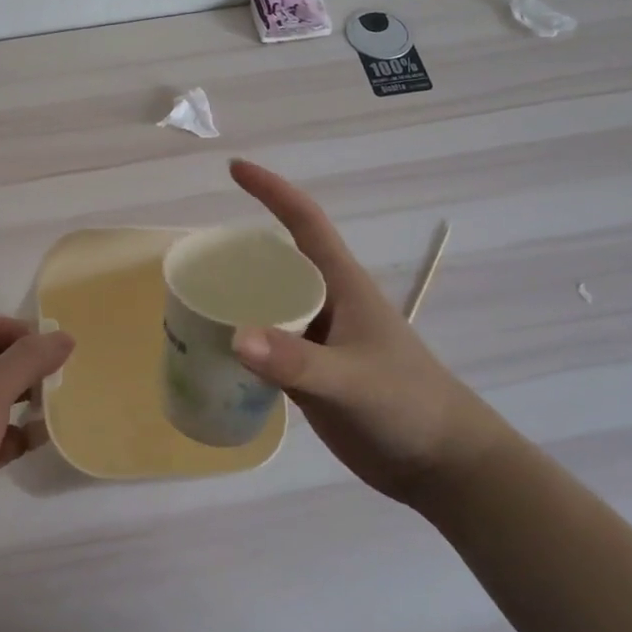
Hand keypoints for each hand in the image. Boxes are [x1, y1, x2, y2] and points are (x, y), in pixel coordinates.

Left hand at [0, 315, 73, 573]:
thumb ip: (27, 360)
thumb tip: (65, 335)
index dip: (14, 328)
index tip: (48, 344)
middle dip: (30, 362)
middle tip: (65, 371)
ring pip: (6, 400)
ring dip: (33, 397)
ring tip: (63, 400)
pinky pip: (10, 438)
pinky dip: (29, 434)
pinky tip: (49, 437)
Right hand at [228, 159, 508, 505]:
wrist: (439, 463)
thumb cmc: (407, 405)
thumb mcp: (352, 380)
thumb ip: (296, 362)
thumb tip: (235, 337)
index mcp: (342, 284)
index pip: (303, 221)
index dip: (271, 190)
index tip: (234, 169)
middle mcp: (326, 302)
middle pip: (276, 261)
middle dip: (239, 251)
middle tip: (195, 258)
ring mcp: (317, 338)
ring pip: (268, 303)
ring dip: (236, 298)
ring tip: (191, 302)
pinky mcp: (310, 372)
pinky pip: (267, 344)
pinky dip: (242, 341)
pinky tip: (212, 351)